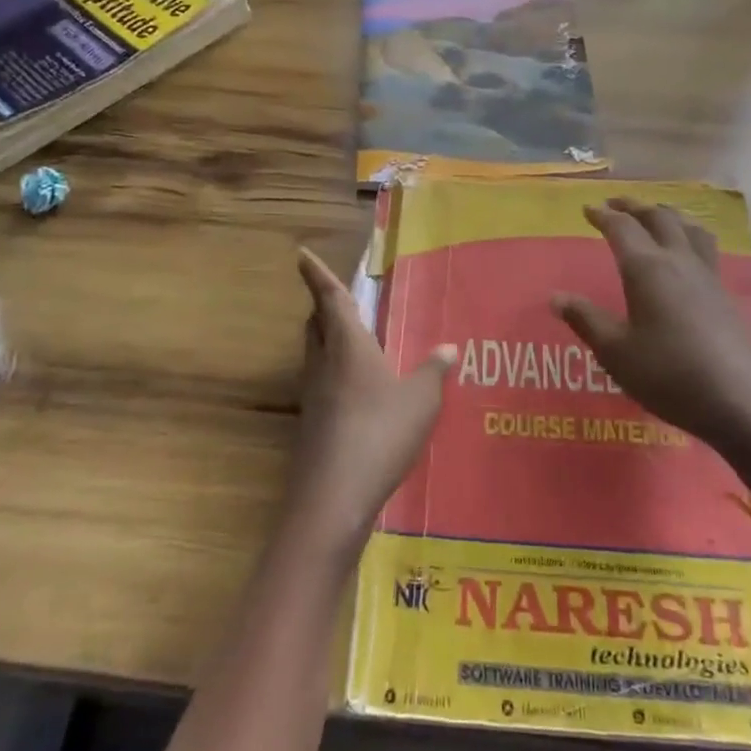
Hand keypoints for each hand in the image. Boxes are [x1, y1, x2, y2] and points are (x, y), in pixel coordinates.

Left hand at [287, 248, 454, 555]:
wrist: (334, 496)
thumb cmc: (380, 433)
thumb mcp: (421, 401)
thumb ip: (434, 371)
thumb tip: (450, 347)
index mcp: (348, 346)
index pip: (330, 299)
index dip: (316, 274)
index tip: (300, 254)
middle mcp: (324, 363)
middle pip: (316, 324)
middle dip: (322, 306)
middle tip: (336, 297)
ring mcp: (313, 395)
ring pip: (315, 353)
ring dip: (326, 338)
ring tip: (350, 339)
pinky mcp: (311, 423)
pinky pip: (321, 382)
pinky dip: (333, 372)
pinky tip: (356, 391)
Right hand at [551, 199, 750, 480]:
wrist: (739, 399)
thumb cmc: (668, 373)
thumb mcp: (615, 351)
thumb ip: (586, 320)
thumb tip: (556, 297)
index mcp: (646, 268)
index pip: (622, 229)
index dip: (603, 216)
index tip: (587, 209)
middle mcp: (678, 261)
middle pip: (658, 217)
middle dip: (634, 207)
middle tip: (616, 204)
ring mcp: (707, 276)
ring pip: (689, 227)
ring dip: (667, 214)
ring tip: (655, 216)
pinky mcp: (725, 294)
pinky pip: (705, 247)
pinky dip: (688, 235)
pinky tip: (686, 254)